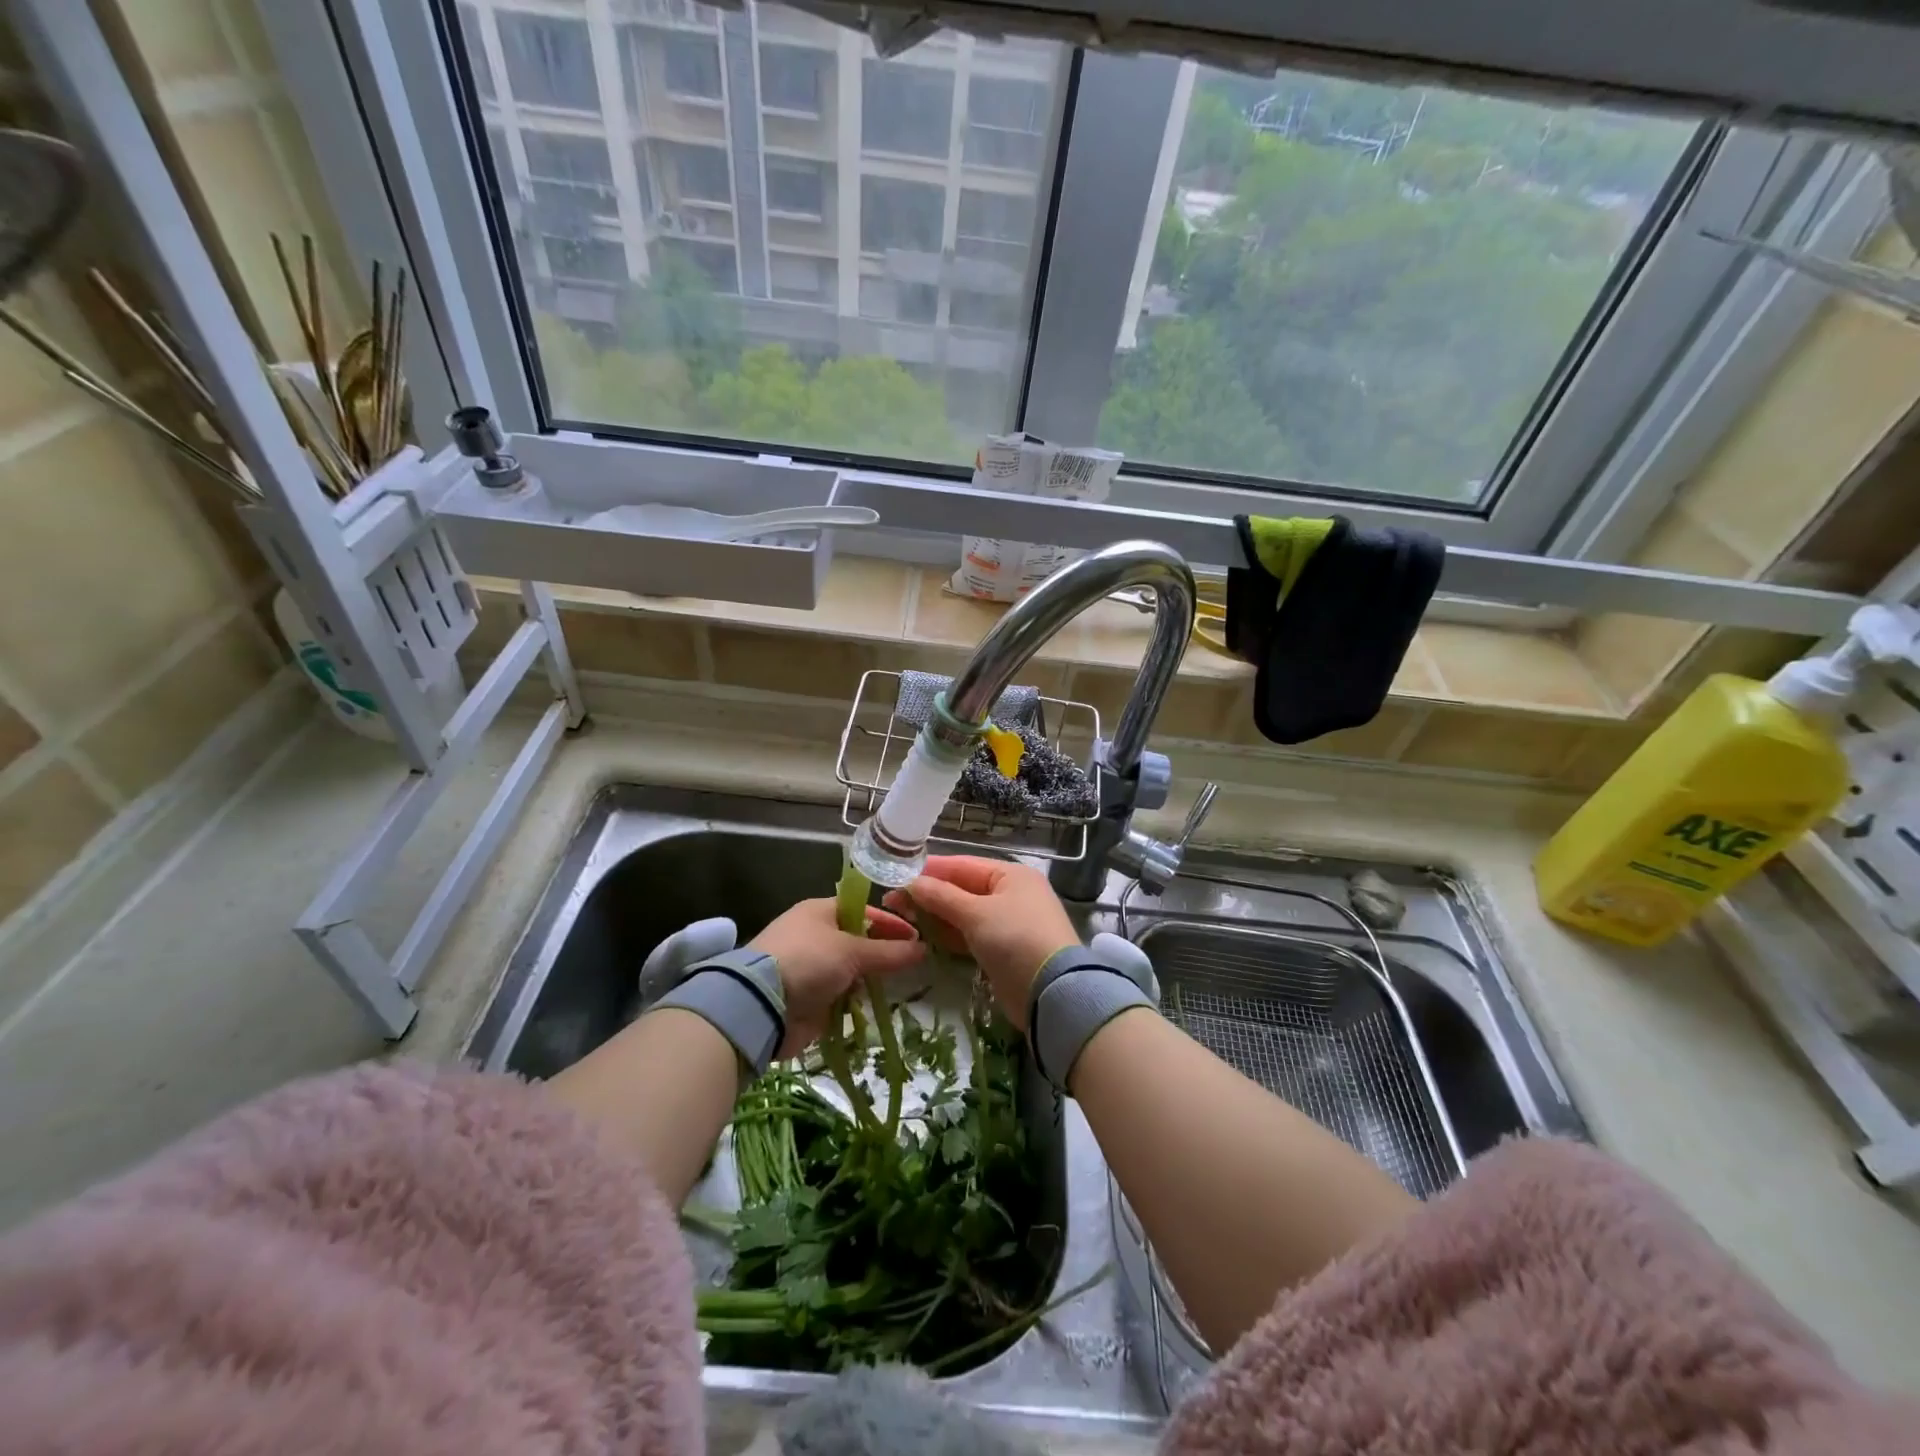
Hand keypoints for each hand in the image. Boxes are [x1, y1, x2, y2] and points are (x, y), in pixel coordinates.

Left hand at [749, 898, 923, 1057]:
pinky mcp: (807, 998)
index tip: (917, 938)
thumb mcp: (853, 951)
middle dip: (882, 954)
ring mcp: (810, 968)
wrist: (761, 1005)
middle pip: (858, 942)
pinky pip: (840, 996)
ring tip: (895, 988)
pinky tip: (870, 1006)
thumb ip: (890, 952)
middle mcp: (815, 935)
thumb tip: (923, 948)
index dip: (891, 924)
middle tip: (911, 965)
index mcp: (820, 911)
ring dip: (868, 980)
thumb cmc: (809, 961)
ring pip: (850, 971)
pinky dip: (854, 1001)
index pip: (864, 911)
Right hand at [883, 856, 1077, 1031]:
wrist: (1052, 993)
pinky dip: (949, 935)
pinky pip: (970, 936)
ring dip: (936, 916)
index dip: (929, 871)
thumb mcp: (976, 914)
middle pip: (962, 889)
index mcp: (1010, 875)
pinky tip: (924, 937)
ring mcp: (1007, 924)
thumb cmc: (1016, 939)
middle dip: (929, 895)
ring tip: (901, 918)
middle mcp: (1011, 895)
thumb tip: (910, 883)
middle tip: (892, 901)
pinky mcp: (1002, 951)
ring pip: (964, 914)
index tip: (897, 876)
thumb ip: (941, 897)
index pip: (962, 865)